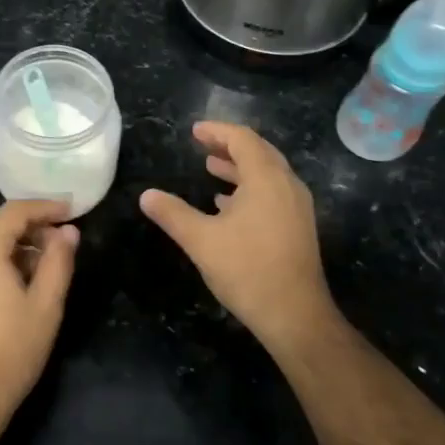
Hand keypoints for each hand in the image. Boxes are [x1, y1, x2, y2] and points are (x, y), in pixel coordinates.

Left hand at [0, 200, 78, 440]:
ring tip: (47, 266)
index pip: (15, 211)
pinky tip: (20, 282)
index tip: (72, 210)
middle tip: (64, 242)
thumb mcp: (46, 304)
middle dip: (32, 228)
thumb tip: (68, 231)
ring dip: (16, 247)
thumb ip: (59, 261)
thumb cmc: (11, 350)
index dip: (46, 207)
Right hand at [140, 122, 335, 348]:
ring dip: (239, 167)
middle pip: (259, 152)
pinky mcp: (298, 226)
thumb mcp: (201, 240)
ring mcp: (296, 207)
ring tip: (211, 167)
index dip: (217, 131)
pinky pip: (273, 193)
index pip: (243, 140)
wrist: (294, 314)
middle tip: (202, 143)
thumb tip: (146, 195)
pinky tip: (227, 203)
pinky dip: (249, 188)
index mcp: (266, 179)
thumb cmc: (247, 270)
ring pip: (268, 174)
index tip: (194, 131)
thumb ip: (173, 214)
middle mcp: (287, 185)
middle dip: (229, 145)